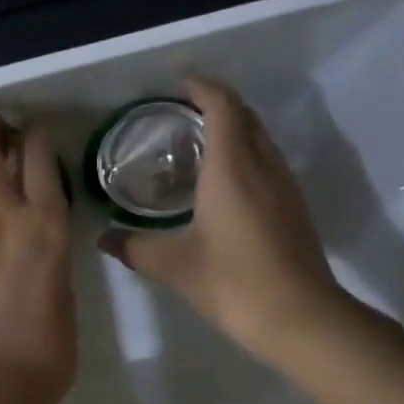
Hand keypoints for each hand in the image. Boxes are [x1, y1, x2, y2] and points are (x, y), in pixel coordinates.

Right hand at [99, 79, 353, 365]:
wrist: (301, 318)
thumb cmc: (233, 282)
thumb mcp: (174, 265)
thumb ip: (134, 246)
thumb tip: (103, 239)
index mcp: (232, 167)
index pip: (222, 105)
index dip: (200, 87)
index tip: (175, 85)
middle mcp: (263, 165)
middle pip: (245, 115)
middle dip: (214, 104)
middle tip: (178, 115)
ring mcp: (284, 186)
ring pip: (260, 138)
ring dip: (232, 130)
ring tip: (196, 146)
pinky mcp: (294, 207)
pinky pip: (267, 162)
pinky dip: (244, 155)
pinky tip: (222, 185)